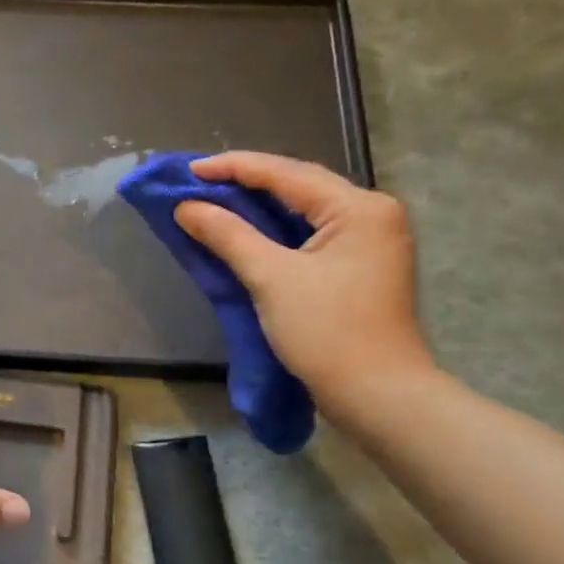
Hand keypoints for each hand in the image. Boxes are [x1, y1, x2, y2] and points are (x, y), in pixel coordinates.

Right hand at [173, 152, 434, 417]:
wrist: (377, 396)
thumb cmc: (327, 332)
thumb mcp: (271, 278)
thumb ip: (228, 235)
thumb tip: (186, 207)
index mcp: (359, 208)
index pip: (286, 173)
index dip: (233, 167)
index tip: (187, 170)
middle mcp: (371, 214)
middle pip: (298, 186)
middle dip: (245, 182)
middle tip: (197, 183)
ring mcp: (369, 241)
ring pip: (303, 210)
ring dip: (258, 206)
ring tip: (212, 200)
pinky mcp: (359, 265)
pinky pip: (309, 234)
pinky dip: (273, 231)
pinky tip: (244, 230)